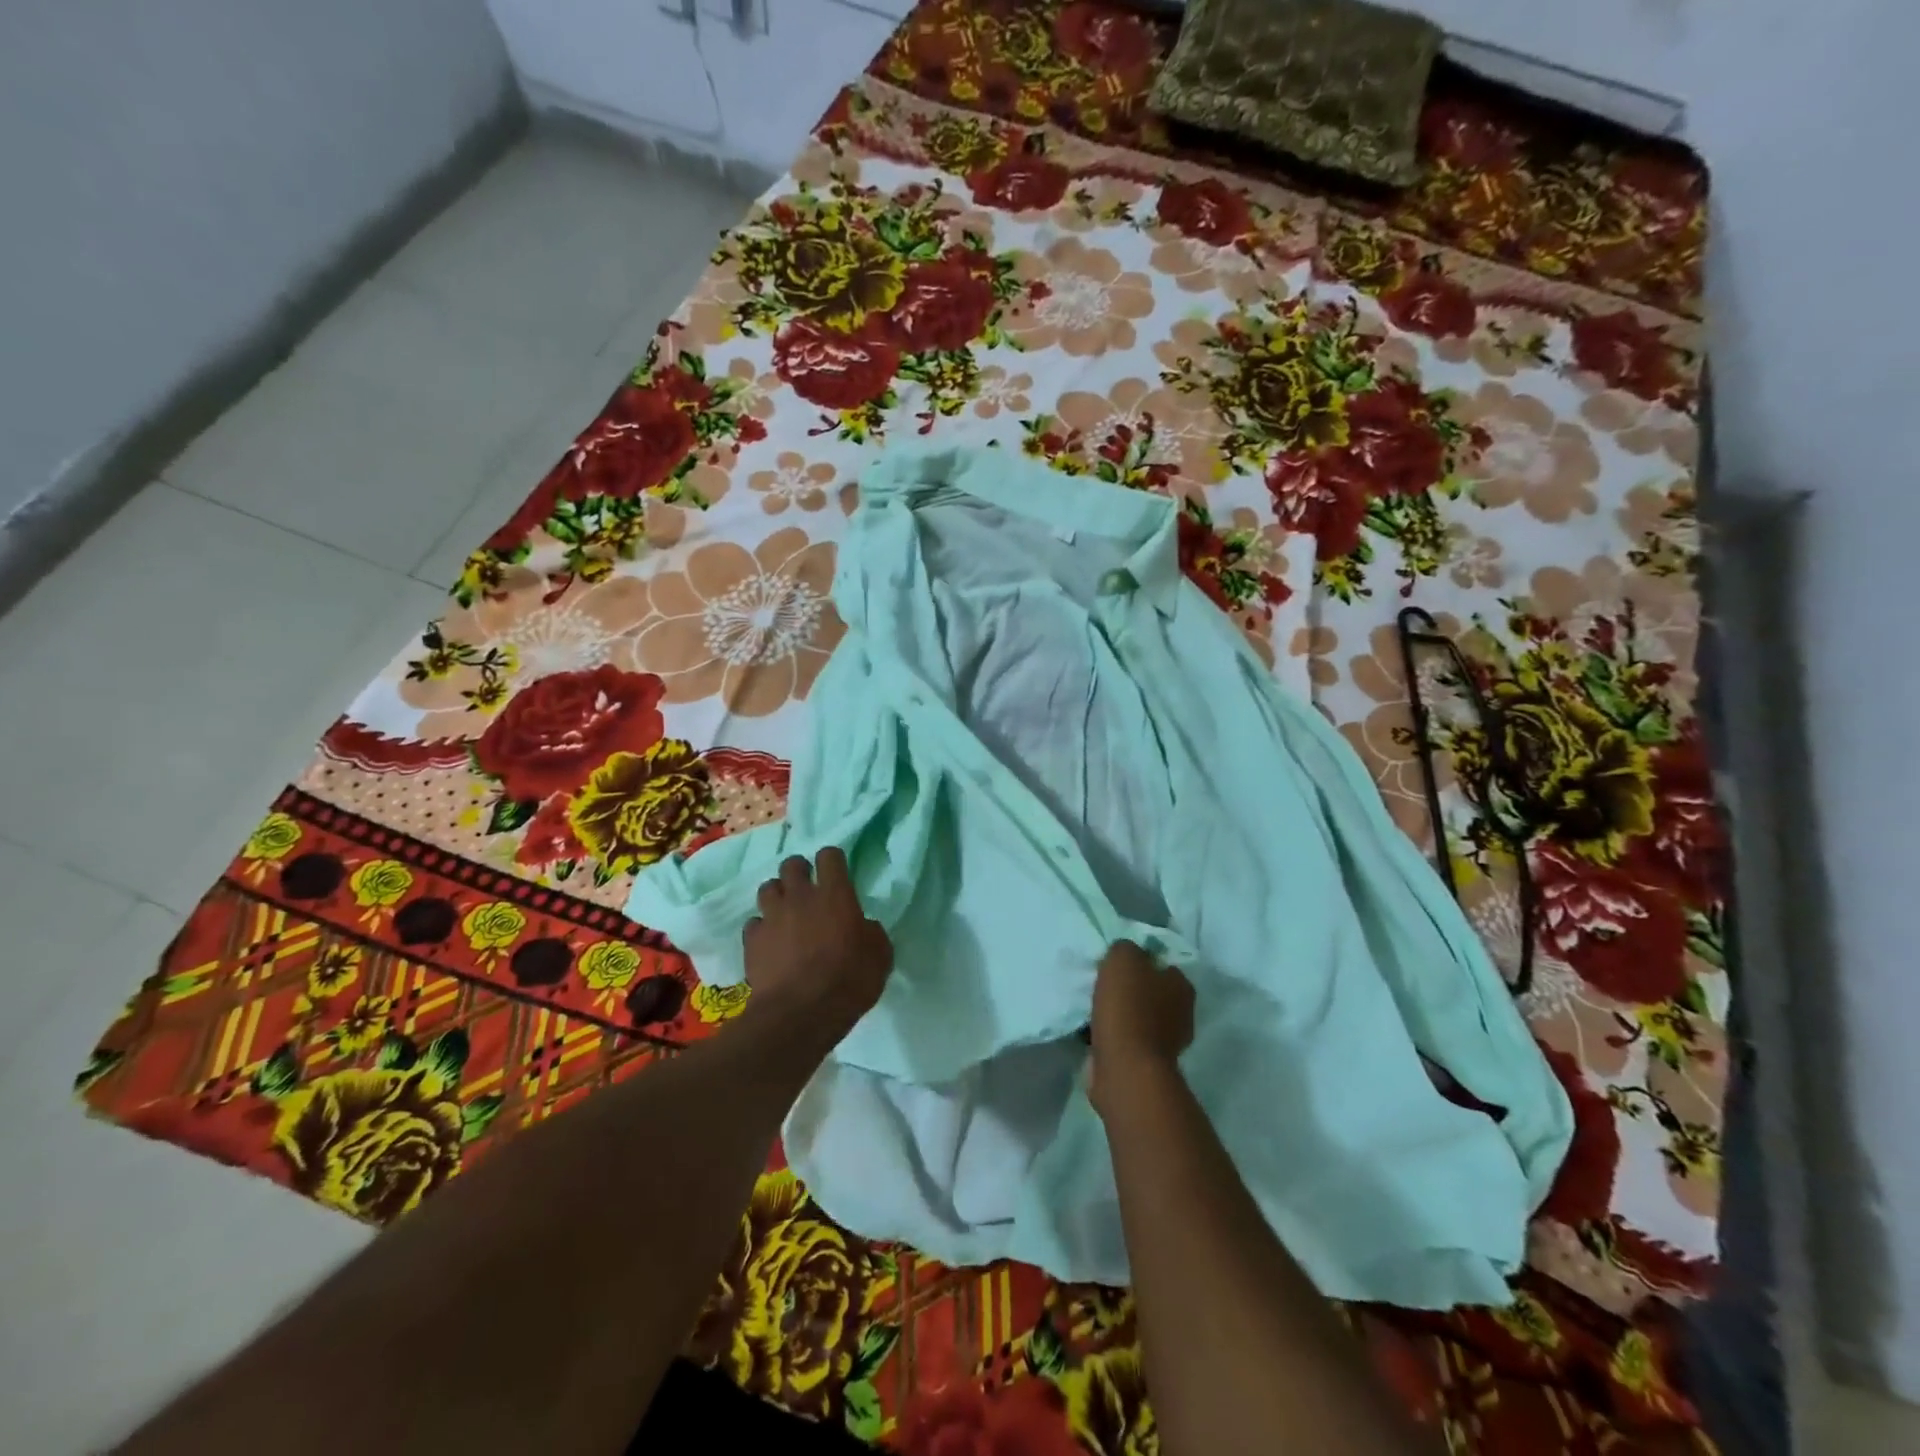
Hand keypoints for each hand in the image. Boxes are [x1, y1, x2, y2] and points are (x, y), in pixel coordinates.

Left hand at [742, 848, 892, 1034]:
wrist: (800, 1014)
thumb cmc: (849, 981)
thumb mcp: (880, 956)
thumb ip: (871, 932)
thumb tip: (863, 926)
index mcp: (835, 894)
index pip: (829, 856)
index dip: (832, 861)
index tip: (837, 874)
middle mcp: (800, 896)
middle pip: (792, 864)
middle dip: (800, 872)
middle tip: (808, 891)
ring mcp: (772, 916)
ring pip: (768, 887)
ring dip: (777, 896)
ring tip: (785, 913)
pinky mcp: (752, 940)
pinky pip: (754, 923)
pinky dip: (761, 929)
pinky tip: (770, 943)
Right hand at [1088, 940, 1193, 1116]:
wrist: (1124, 1066)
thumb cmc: (1128, 1007)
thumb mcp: (1122, 958)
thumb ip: (1125, 948)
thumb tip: (1125, 954)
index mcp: (1182, 985)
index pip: (1163, 963)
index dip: (1140, 961)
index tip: (1117, 963)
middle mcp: (1182, 1013)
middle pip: (1151, 991)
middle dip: (1130, 989)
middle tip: (1104, 984)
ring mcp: (1167, 1042)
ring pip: (1139, 1017)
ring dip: (1120, 1014)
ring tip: (1093, 1008)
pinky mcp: (1148, 1063)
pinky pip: (1128, 1040)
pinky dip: (1114, 1036)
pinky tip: (1094, 1030)